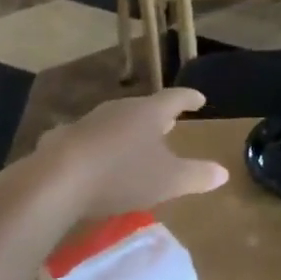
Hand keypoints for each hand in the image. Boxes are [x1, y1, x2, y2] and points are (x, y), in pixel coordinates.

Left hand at [32, 88, 228, 220]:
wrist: (57, 181)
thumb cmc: (122, 175)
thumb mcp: (168, 181)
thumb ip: (197, 175)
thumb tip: (222, 172)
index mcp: (148, 113)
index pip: (175, 99)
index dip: (189, 99)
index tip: (200, 99)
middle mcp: (119, 109)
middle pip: (144, 108)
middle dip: (157, 116)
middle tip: (169, 123)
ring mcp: (88, 121)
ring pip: (115, 121)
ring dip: (127, 129)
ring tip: (134, 141)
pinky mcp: (63, 138)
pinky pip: (88, 138)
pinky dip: (98, 145)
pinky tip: (93, 157)